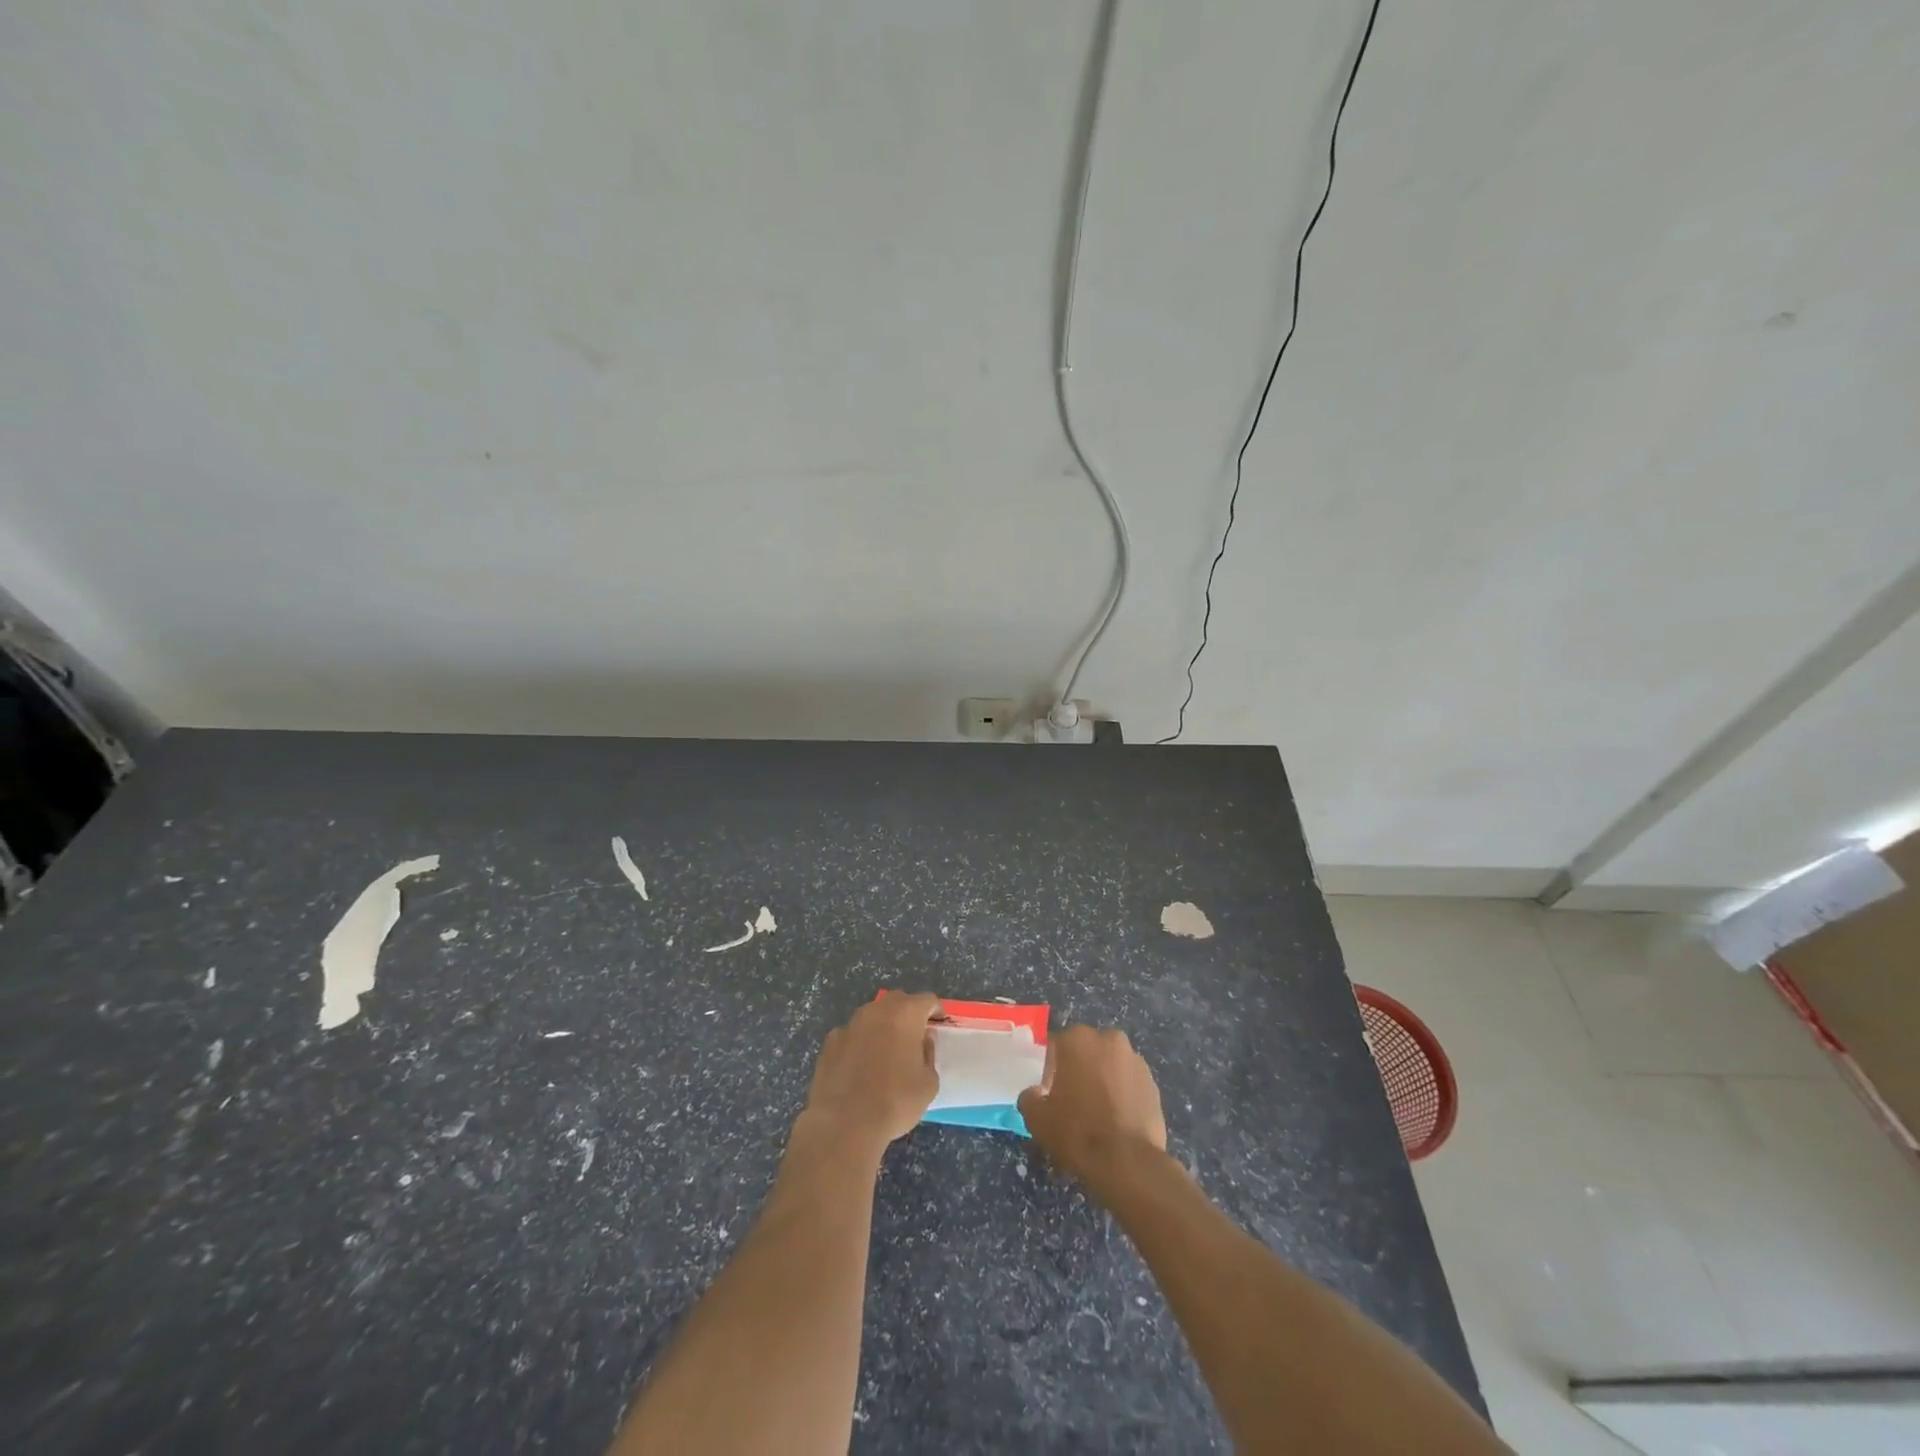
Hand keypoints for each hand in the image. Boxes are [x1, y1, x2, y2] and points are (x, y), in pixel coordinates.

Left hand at [799, 992, 941, 1154]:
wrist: (844, 1123)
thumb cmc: (895, 1101)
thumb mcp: (929, 1083)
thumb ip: (929, 1054)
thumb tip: (922, 1041)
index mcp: (905, 1014)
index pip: (927, 1000)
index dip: (936, 1011)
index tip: (939, 1025)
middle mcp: (877, 1010)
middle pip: (898, 1001)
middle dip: (908, 1014)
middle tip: (914, 1036)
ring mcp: (850, 1024)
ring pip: (872, 1016)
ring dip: (882, 1027)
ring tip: (885, 1052)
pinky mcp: (830, 1042)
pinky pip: (852, 1035)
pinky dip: (859, 1043)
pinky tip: (859, 1066)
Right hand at [1018, 1025, 1167, 1197]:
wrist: (1127, 1162)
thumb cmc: (1077, 1132)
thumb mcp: (1037, 1118)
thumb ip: (1030, 1097)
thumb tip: (1036, 1093)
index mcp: (1077, 1039)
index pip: (1056, 1047)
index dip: (1050, 1070)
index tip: (1051, 1094)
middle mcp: (1108, 1039)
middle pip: (1086, 1052)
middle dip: (1079, 1071)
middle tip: (1073, 1102)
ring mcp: (1135, 1060)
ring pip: (1110, 1066)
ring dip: (1103, 1081)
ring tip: (1098, 1114)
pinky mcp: (1153, 1083)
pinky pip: (1129, 1083)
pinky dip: (1122, 1095)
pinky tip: (1118, 1121)